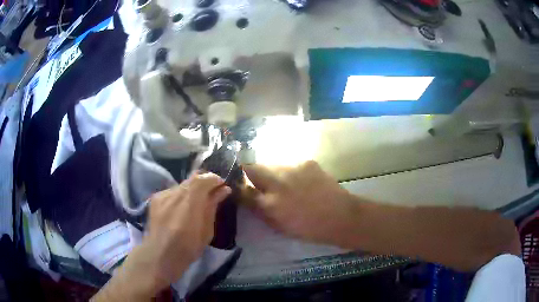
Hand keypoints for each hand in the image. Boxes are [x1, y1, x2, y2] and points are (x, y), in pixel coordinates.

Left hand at [92, 172, 231, 300]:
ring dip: (193, 190)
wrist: (151, 260)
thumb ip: (211, 210)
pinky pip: (174, 191)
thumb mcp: (203, 237)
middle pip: (192, 179)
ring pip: (182, 184)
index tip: (223, 185)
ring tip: (197, 205)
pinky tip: (183, 210)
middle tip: (213, 195)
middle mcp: (171, 197)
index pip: (202, 179)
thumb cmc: (181, 255)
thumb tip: (221, 191)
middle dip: (205, 184)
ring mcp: (160, 197)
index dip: (214, 178)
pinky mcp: (154, 199)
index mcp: (185, 209)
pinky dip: (183, 195)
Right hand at [243, 161, 355, 245]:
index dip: (237, 187)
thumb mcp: (279, 226)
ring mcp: (293, 168)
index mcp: (269, 203)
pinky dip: (291, 172)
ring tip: (284, 184)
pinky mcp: (307, 162)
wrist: (341, 216)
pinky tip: (301, 181)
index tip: (238, 187)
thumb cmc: (309, 228)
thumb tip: (247, 198)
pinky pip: (291, 165)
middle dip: (250, 173)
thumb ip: (260, 210)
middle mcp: (277, 182)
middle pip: (252, 168)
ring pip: (272, 165)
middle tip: (258, 182)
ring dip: (272, 173)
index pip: (242, 190)